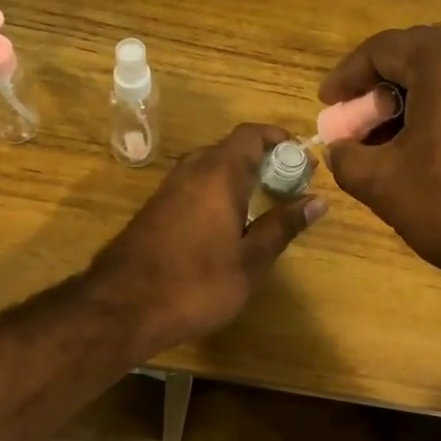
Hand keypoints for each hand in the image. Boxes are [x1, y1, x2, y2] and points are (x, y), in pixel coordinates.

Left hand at [89, 124, 324, 358]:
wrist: (122, 307)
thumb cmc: (196, 282)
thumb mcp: (250, 260)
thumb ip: (283, 225)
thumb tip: (317, 201)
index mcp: (219, 172)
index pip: (252, 134)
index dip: (280, 139)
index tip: (303, 160)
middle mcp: (193, 169)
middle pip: (233, 148)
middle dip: (265, 161)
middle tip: (291, 188)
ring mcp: (170, 188)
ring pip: (213, 167)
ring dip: (242, 177)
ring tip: (268, 206)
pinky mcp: (157, 208)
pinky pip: (197, 185)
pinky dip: (220, 192)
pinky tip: (232, 225)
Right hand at [320, 25, 440, 282]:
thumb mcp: (384, 184)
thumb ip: (347, 157)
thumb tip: (344, 147)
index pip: (380, 49)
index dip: (346, 77)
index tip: (329, 106)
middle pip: (418, 57)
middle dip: (381, 89)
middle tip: (362, 124)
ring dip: (415, 100)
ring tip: (396, 142)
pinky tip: (438, 149)